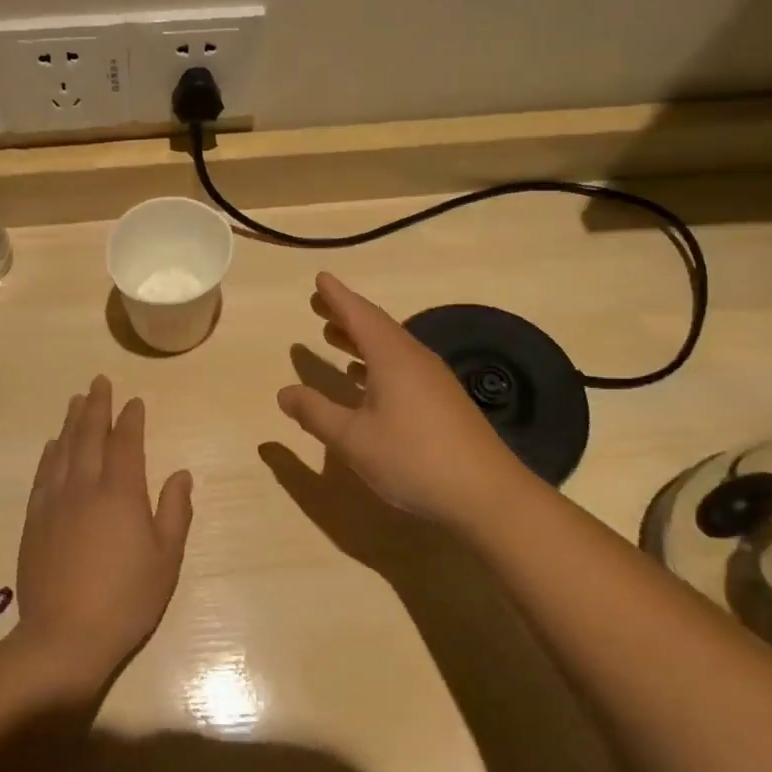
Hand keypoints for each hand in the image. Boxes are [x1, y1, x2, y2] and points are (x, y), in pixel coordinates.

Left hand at [15, 376, 193, 679]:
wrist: (65, 637)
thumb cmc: (127, 599)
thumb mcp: (166, 559)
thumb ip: (174, 511)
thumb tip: (180, 474)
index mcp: (121, 493)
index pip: (126, 443)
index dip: (130, 419)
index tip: (134, 401)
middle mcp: (85, 487)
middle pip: (90, 436)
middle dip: (96, 406)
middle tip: (99, 382)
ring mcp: (55, 503)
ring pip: (63, 450)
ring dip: (71, 422)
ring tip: (76, 401)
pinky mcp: (34, 521)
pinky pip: (43, 475)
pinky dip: (50, 454)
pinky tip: (53, 445)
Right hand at [277, 273, 520, 523]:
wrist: (486, 494)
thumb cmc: (413, 458)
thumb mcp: (353, 439)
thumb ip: (316, 413)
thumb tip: (284, 392)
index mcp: (392, 358)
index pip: (359, 315)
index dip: (337, 297)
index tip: (320, 278)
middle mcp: (414, 359)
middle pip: (376, 326)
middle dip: (346, 315)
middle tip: (319, 304)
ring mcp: (433, 380)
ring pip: (391, 348)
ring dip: (360, 340)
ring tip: (334, 336)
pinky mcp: (443, 402)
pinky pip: (402, 367)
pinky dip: (376, 364)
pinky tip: (365, 382)